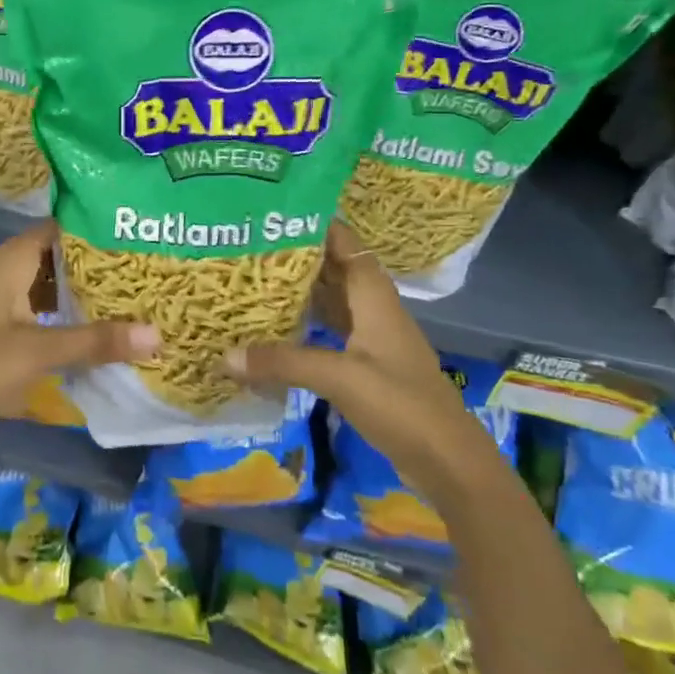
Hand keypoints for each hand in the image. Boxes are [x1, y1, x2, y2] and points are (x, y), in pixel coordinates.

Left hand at [0, 221, 156, 442]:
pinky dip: (70, 320)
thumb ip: (96, 341)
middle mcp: (8, 272)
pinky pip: (45, 315)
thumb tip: (158, 333)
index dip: (100, 231)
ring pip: (54, 289)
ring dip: (87, 296)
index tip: (141, 237)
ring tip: (138, 300)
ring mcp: (4, 303)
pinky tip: (103, 333)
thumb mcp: (38, 351)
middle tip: (151, 271)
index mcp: (12, 260)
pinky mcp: (3, 331)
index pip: (63, 229)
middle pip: (62, 259)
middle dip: (101, 268)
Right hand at [224, 221, 497, 503]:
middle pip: (335, 270)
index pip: (345, 243)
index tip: (275, 211)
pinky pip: (330, 332)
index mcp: (374, 297)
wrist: (449, 462)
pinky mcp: (368, 367)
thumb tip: (225, 354)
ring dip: (301, 291)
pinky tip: (277, 330)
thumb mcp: (339, 378)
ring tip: (255, 279)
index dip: (316, 223)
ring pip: (332, 302)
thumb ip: (283, 362)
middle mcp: (373, 310)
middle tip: (250, 245)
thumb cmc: (401, 405)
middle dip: (297, 256)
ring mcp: (372, 339)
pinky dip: (305, 325)